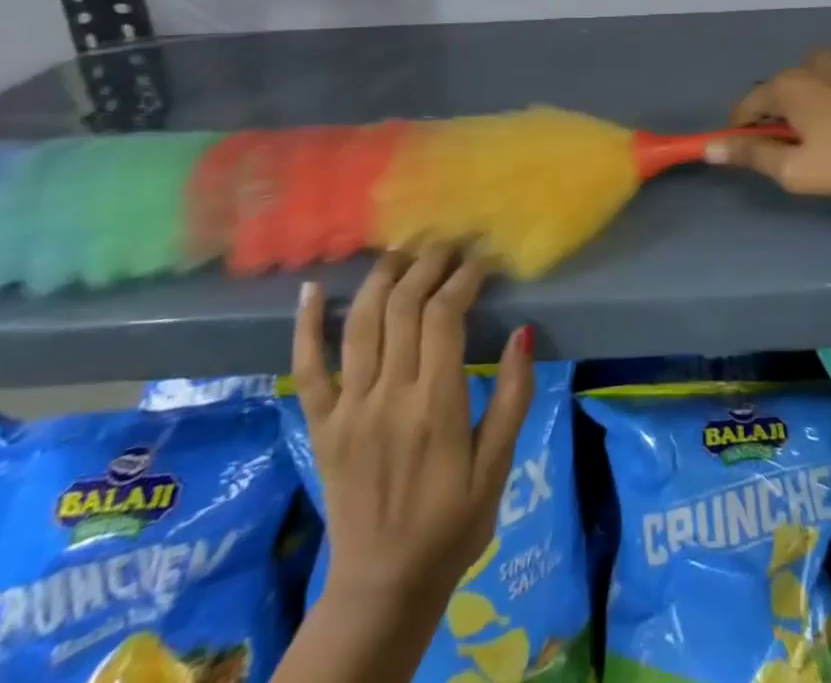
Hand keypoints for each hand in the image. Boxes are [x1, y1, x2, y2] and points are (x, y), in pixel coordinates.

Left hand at [291, 246, 532, 609]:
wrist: (382, 588)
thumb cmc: (452, 525)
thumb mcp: (498, 467)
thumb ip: (514, 397)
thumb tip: (524, 332)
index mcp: (436, 405)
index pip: (445, 315)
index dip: (463, 278)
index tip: (482, 260)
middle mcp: (388, 396)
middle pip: (403, 307)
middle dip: (428, 264)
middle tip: (448, 244)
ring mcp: (348, 409)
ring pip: (360, 324)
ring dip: (381, 278)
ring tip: (402, 249)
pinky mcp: (321, 425)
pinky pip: (307, 369)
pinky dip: (306, 326)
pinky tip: (314, 288)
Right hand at [707, 50, 830, 197]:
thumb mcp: (798, 171)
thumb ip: (752, 155)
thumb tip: (710, 147)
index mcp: (789, 84)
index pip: (748, 104)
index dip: (744, 128)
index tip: (753, 150)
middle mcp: (815, 60)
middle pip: (785, 88)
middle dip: (785, 114)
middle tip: (804, 148)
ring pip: (818, 78)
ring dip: (817, 99)